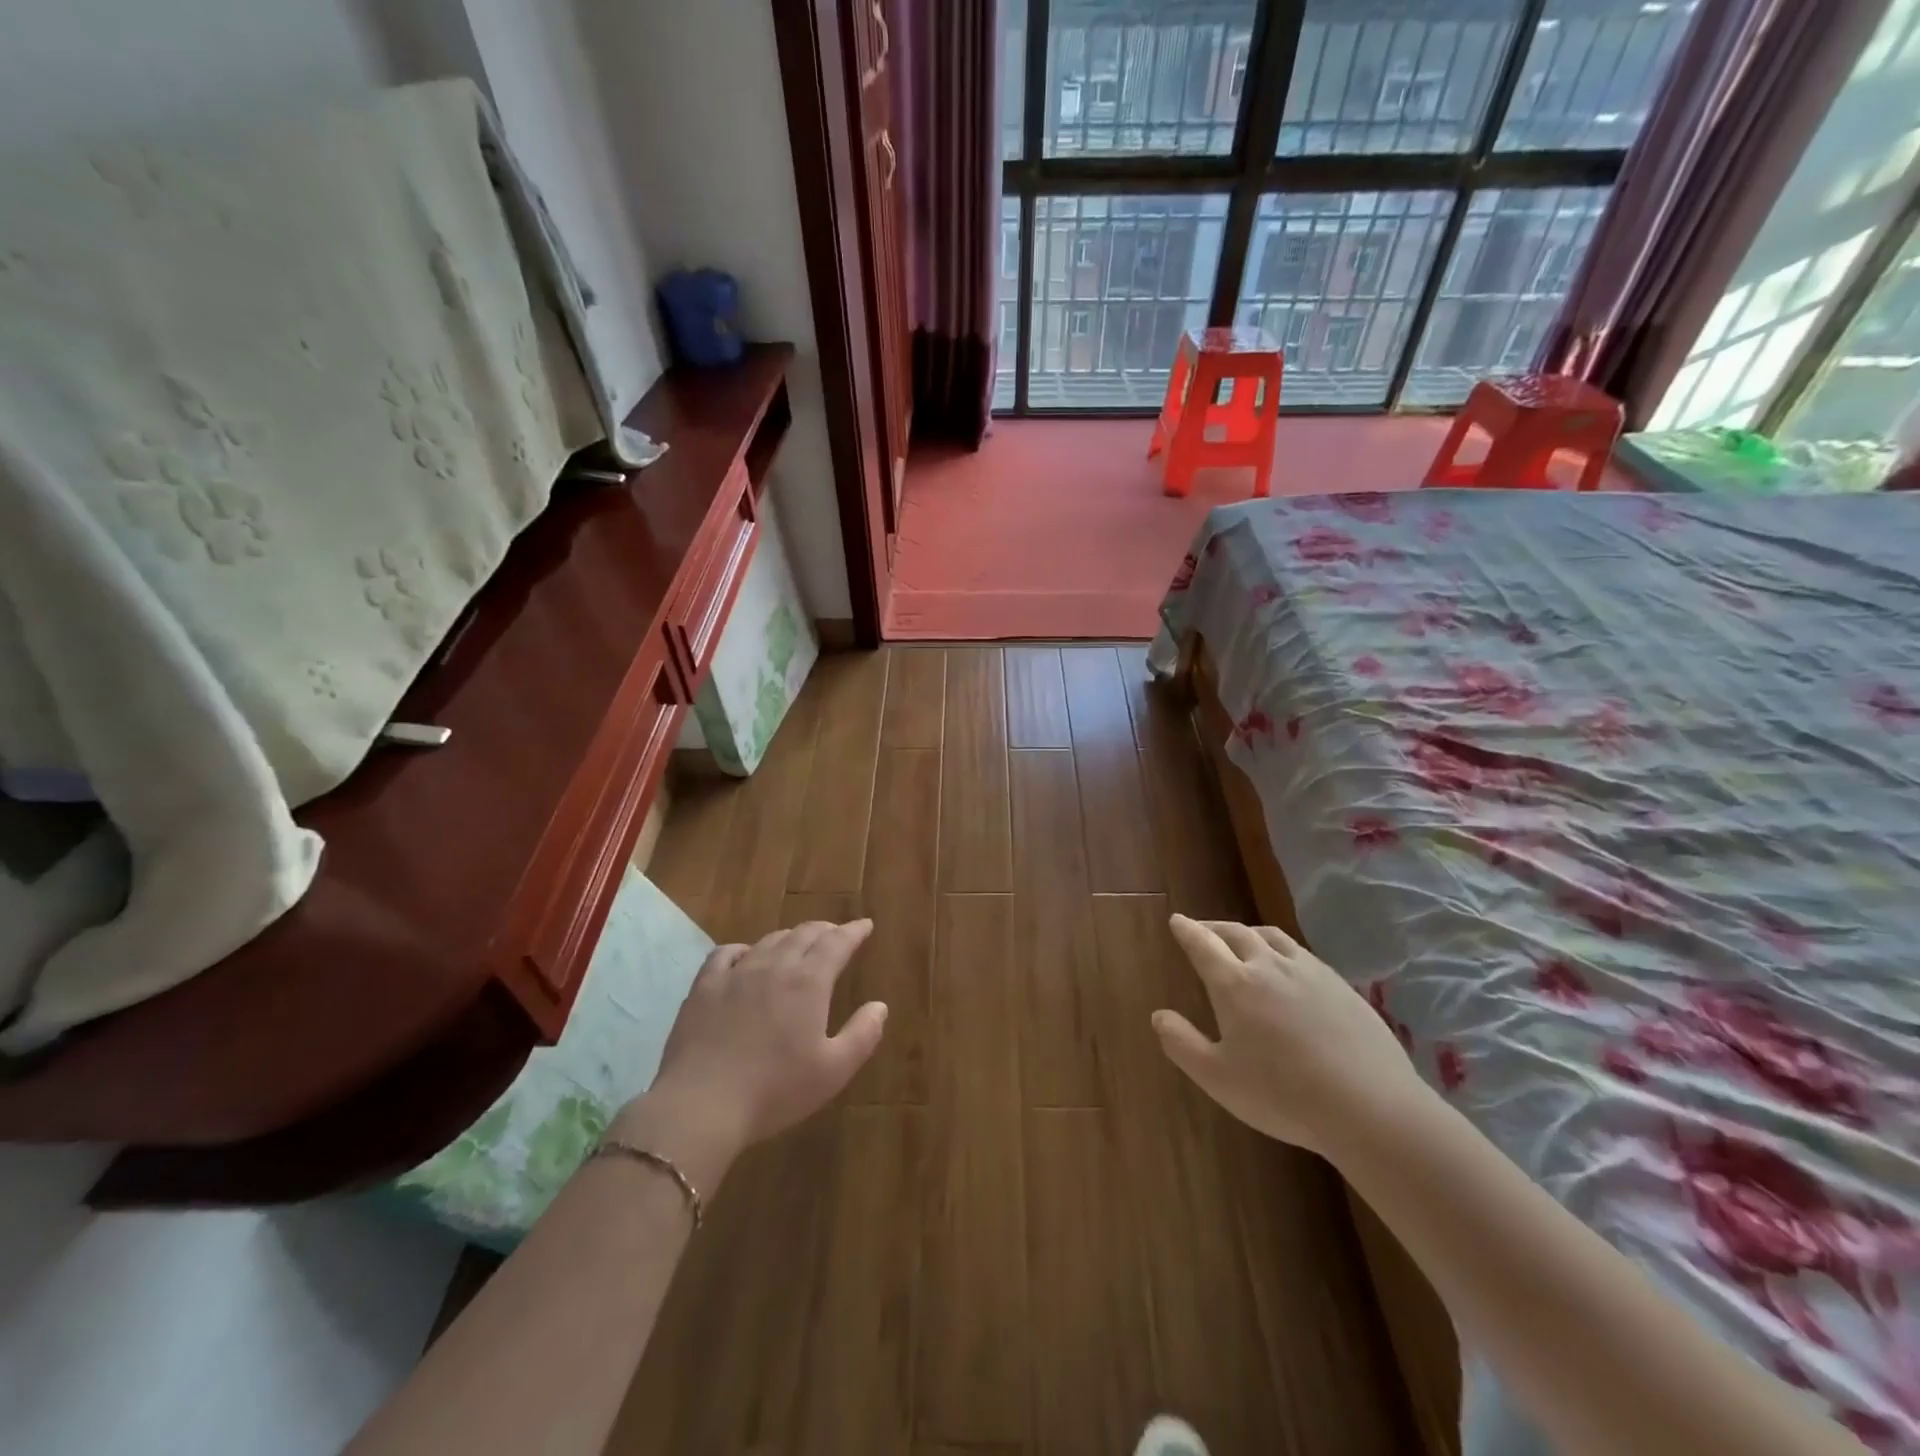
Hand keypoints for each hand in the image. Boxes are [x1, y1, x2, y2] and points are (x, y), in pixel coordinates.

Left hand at [610, 921, 886, 1190]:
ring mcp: (736, 973)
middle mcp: (775, 966)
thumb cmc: (775, 1091)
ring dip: (790, 937)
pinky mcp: (704, 987)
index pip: (837, 943)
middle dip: (825, 930)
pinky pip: (726, 954)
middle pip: (804, 934)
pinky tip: (746, 957)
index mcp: (809, 982)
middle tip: (836, 934)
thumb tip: (880, 1006)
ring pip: (769, 940)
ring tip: (798, 943)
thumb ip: (862, 1035)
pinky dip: (744, 949)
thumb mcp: (833, 1071)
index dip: (854, 931)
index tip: (865, 925)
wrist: (702, 1105)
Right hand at [1154, 914, 1428, 1157]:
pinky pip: (1302, 954)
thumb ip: (1182, 1043)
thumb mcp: (1218, 1078)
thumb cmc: (1283, 1095)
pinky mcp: (1340, 985)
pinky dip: (1281, 950)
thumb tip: (1158, 1015)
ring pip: (1272, 937)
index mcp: (1234, 984)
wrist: (1370, 1106)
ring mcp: (1309, 972)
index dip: (1186, 930)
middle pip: (1236, 933)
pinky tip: (1288, 968)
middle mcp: (1268, 966)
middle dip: (1214, 927)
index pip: (1202, 944)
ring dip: (1249, 933)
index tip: (1176, 920)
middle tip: (1202, 929)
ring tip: (1242, 939)